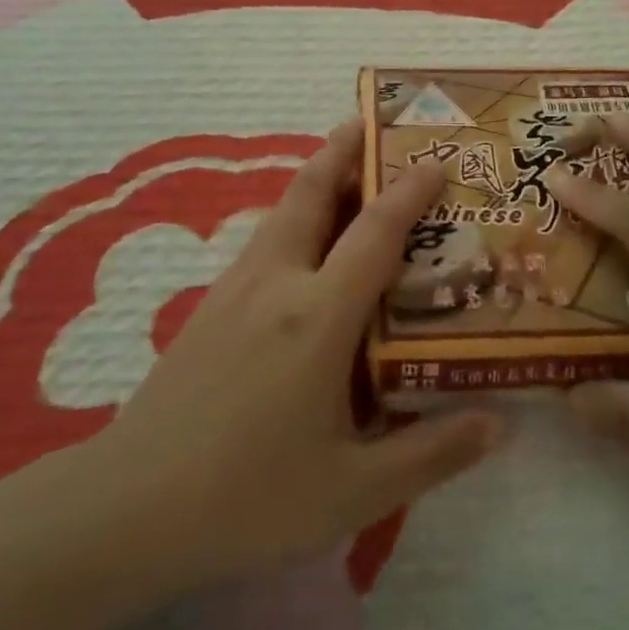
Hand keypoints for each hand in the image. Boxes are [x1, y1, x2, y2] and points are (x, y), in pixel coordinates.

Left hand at [96, 120, 500, 584]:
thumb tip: (499, 425)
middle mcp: (277, 282)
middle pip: (311, 191)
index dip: (409, 190)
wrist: (128, 507)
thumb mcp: (353, 491)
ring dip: (315, 178)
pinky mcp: (210, 305)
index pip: (375, 232)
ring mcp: (236, 288)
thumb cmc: (249, 498)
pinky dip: (294, 215)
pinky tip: (302, 243)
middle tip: (369, 121)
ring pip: (283, 210)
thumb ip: (430, 452)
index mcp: (318, 316)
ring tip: (343, 167)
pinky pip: (265, 238)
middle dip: (342, 149)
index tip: (437, 160)